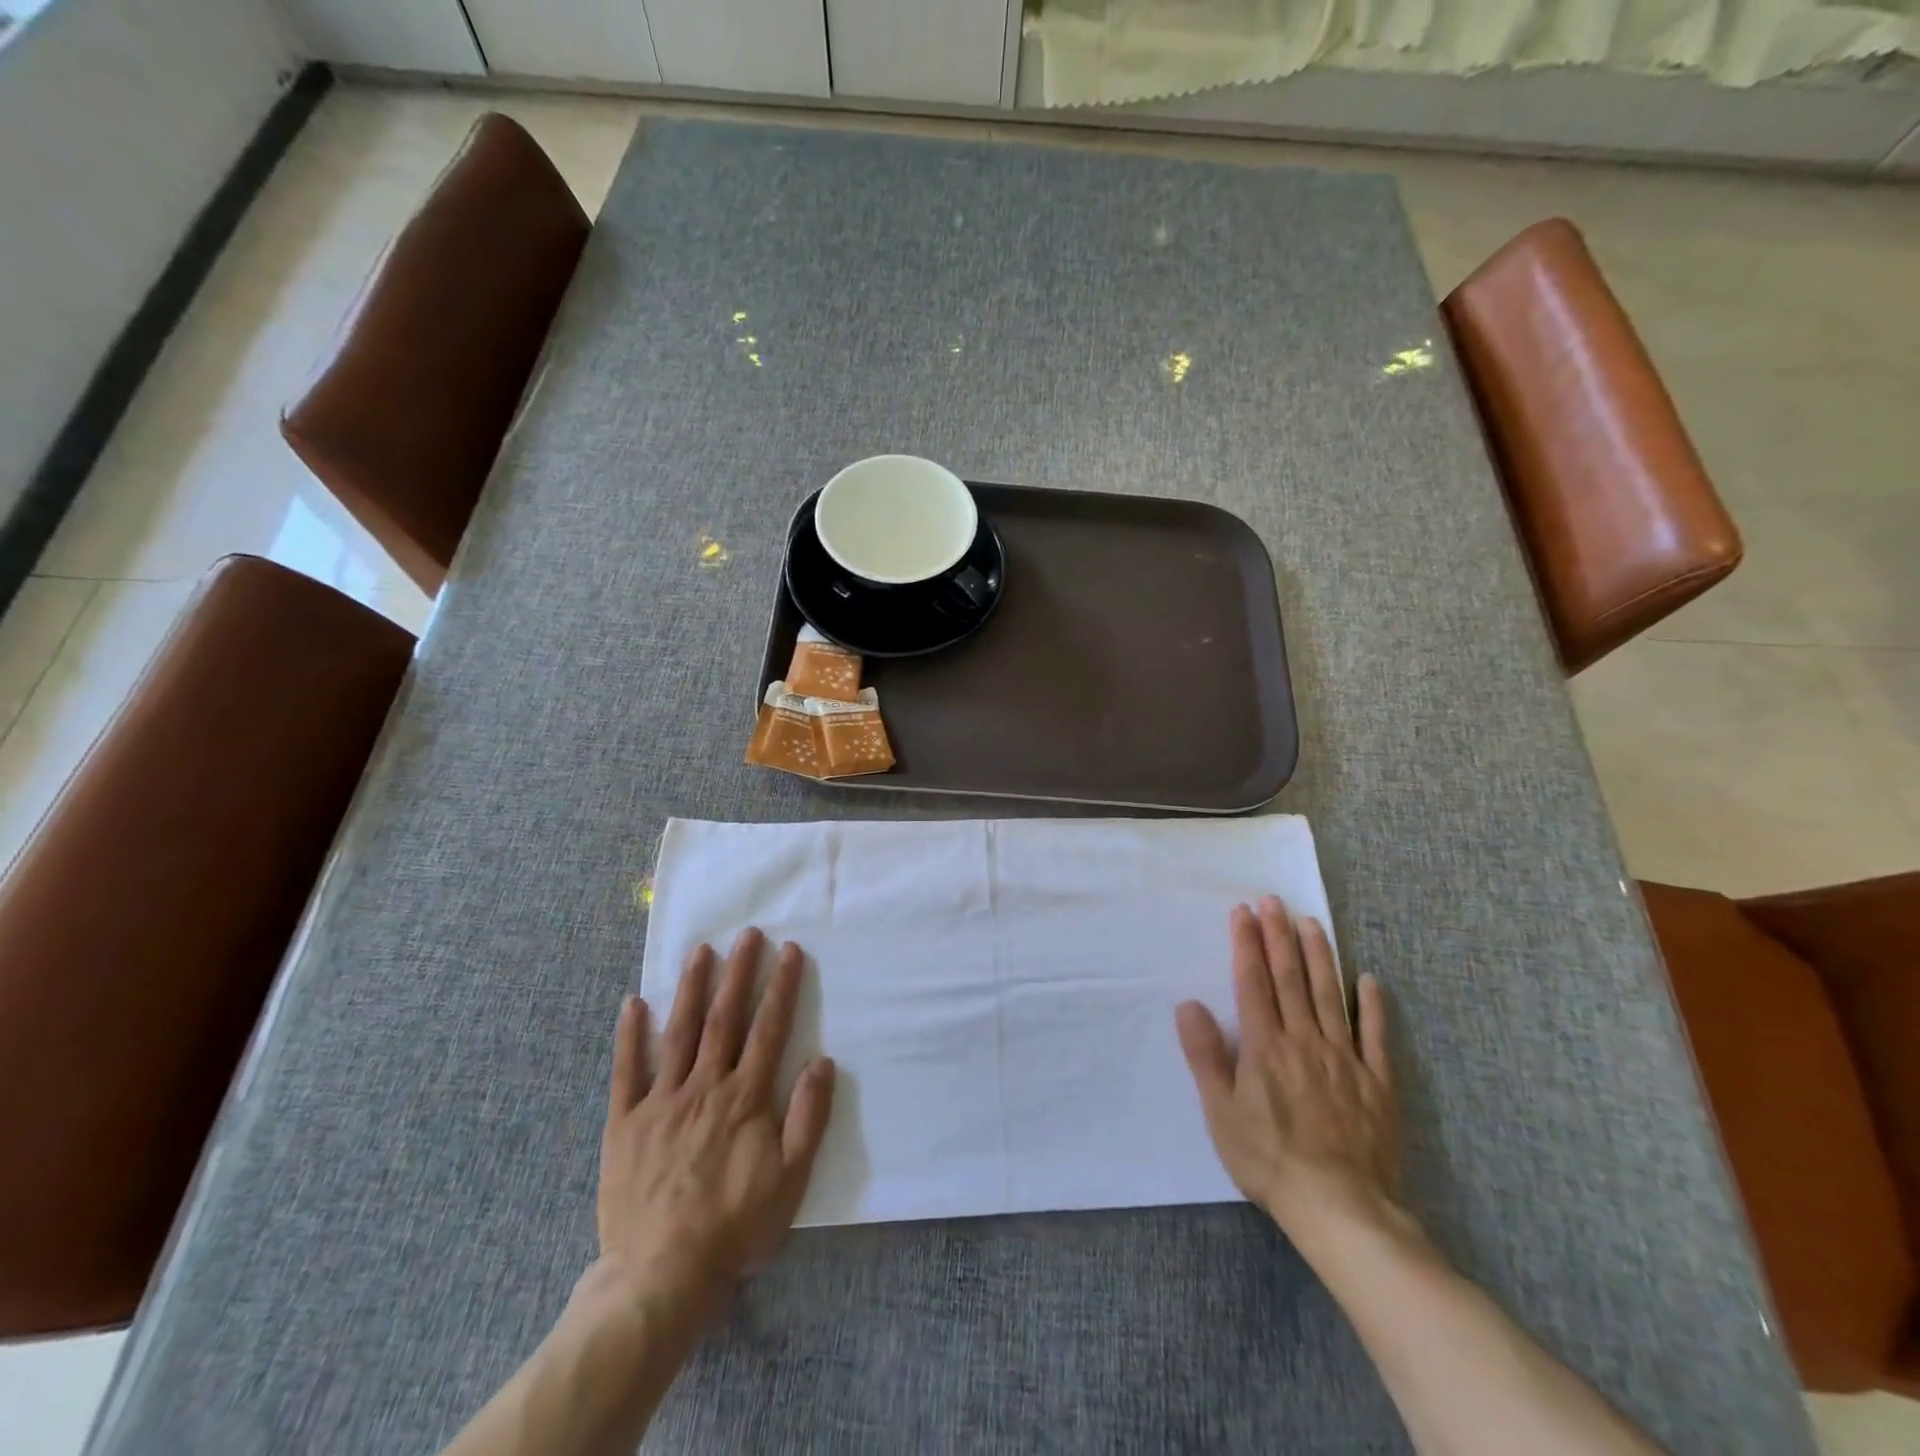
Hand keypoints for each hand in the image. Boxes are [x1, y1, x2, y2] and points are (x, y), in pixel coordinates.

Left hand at [594, 928, 835, 1324]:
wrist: (661, 1275)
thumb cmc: (735, 1226)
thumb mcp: (790, 1178)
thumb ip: (808, 1117)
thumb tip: (822, 1061)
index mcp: (744, 1097)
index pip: (768, 1028)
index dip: (780, 986)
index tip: (789, 950)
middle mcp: (704, 1087)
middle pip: (724, 1018)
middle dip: (738, 972)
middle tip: (747, 933)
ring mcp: (660, 1101)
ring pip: (678, 1032)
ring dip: (690, 988)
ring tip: (700, 950)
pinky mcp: (625, 1123)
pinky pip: (626, 1071)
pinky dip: (629, 1035)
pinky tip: (633, 1003)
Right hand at [1176, 897, 1402, 1249]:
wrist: (1342, 1209)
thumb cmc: (1269, 1160)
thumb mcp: (1221, 1112)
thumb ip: (1205, 1056)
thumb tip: (1187, 1004)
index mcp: (1264, 1046)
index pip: (1253, 982)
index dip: (1247, 944)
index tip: (1243, 911)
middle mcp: (1303, 1040)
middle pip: (1290, 978)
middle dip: (1279, 935)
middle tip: (1274, 901)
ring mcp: (1344, 1058)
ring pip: (1329, 995)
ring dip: (1319, 955)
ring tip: (1312, 923)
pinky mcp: (1376, 1082)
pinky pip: (1375, 1036)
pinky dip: (1373, 1006)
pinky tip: (1369, 980)